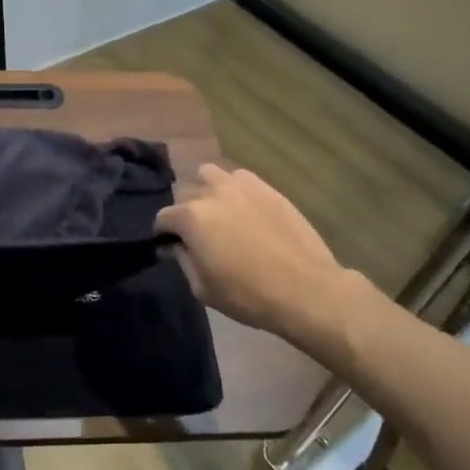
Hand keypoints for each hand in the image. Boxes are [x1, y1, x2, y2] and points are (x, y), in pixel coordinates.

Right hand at [155, 164, 368, 361]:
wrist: (306, 289)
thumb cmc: (248, 295)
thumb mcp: (202, 288)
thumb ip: (183, 260)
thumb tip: (176, 245)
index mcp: (191, 218)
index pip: (163, 218)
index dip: (164, 234)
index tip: (173, 248)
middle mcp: (212, 193)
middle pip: (185, 194)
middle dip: (185, 213)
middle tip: (199, 235)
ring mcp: (241, 186)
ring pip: (210, 174)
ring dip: (207, 191)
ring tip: (219, 213)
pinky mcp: (267, 188)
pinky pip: (240, 178)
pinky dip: (235, 189)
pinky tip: (245, 209)